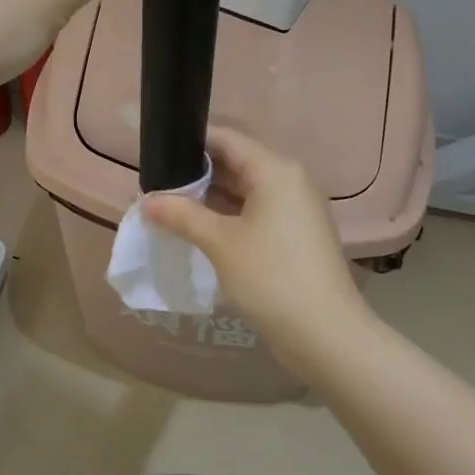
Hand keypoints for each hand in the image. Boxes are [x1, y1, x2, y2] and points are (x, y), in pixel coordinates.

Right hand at [144, 126, 372, 377]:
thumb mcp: (220, 243)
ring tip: (171, 206)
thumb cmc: (271, 277)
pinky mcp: (297, 233)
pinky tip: (201, 228)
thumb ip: (182, 215)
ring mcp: (297, 207)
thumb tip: (147, 200)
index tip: (157, 152)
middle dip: (197, 173)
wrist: (327, 335)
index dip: (190, 142)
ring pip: (246, 189)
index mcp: (275, 170)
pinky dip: (230, 214)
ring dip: (211, 196)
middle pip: (236, 162)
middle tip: (158, 185)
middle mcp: (290, 179)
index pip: (226, 139)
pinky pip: (257, 210)